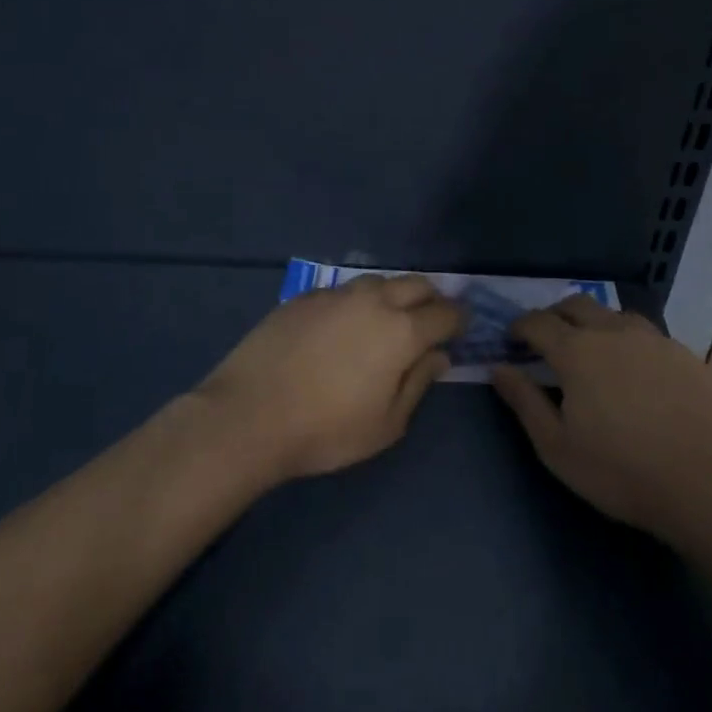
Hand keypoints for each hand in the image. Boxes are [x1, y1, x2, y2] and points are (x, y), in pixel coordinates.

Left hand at [196, 274, 464, 479]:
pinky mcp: (304, 297)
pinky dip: (355, 301)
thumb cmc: (326, 430)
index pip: (445, 313)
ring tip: (387, 317)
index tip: (462, 327)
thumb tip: (439, 356)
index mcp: (401, 331)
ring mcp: (335, 294)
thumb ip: (418, 383)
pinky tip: (343, 323)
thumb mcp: (387, 423)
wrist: (249, 415)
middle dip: (431, 298)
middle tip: (430, 319)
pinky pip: (342, 290)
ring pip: (378, 281)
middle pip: (415, 284)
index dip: (459, 319)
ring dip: (393, 294)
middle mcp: (373, 301)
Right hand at [490, 295, 711, 545]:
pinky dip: (627, 340)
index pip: (538, 322)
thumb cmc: (622, 472)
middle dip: (554, 316)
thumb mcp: (557, 447)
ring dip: (593, 323)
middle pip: (576, 305)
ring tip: (591, 351)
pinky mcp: (686, 355)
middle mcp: (614, 332)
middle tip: (546, 340)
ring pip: (614, 315)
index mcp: (577, 351)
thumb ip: (524, 402)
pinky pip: (646, 334)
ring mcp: (655, 340)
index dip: (519, 327)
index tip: (512, 340)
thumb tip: (498, 368)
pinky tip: (634, 370)